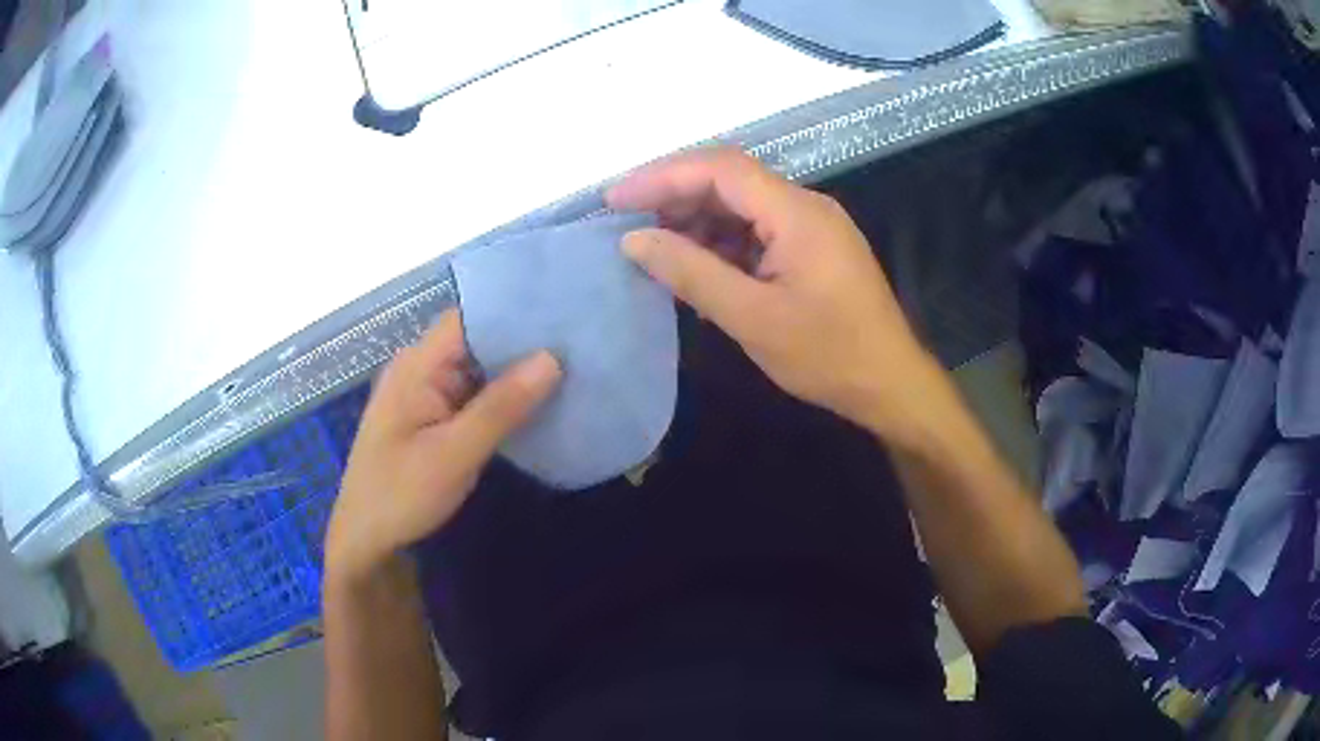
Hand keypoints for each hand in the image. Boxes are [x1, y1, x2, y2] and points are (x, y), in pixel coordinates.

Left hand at [325, 310, 561, 582]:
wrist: (366, 540)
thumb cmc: (400, 495)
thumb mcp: (454, 454)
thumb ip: (501, 407)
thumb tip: (552, 358)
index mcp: (416, 365)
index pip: (469, 318)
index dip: (513, 312)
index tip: (562, 313)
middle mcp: (420, 369)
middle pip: (476, 341)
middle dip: (522, 342)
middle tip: (578, 342)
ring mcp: (426, 394)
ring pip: (477, 370)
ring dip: (515, 372)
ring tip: (572, 365)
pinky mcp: (433, 418)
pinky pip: (473, 396)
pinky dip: (502, 398)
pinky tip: (539, 401)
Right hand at [607, 147, 941, 442]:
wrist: (890, 384)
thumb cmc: (828, 355)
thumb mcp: (752, 318)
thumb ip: (691, 273)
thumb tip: (634, 240)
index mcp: (796, 212)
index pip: (719, 169)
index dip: (662, 176)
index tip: (615, 199)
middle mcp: (805, 205)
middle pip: (729, 180)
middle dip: (674, 196)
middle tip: (627, 224)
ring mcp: (812, 226)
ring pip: (742, 205)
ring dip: (696, 220)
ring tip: (655, 249)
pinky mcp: (812, 248)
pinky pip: (757, 229)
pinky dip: (721, 242)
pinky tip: (697, 266)